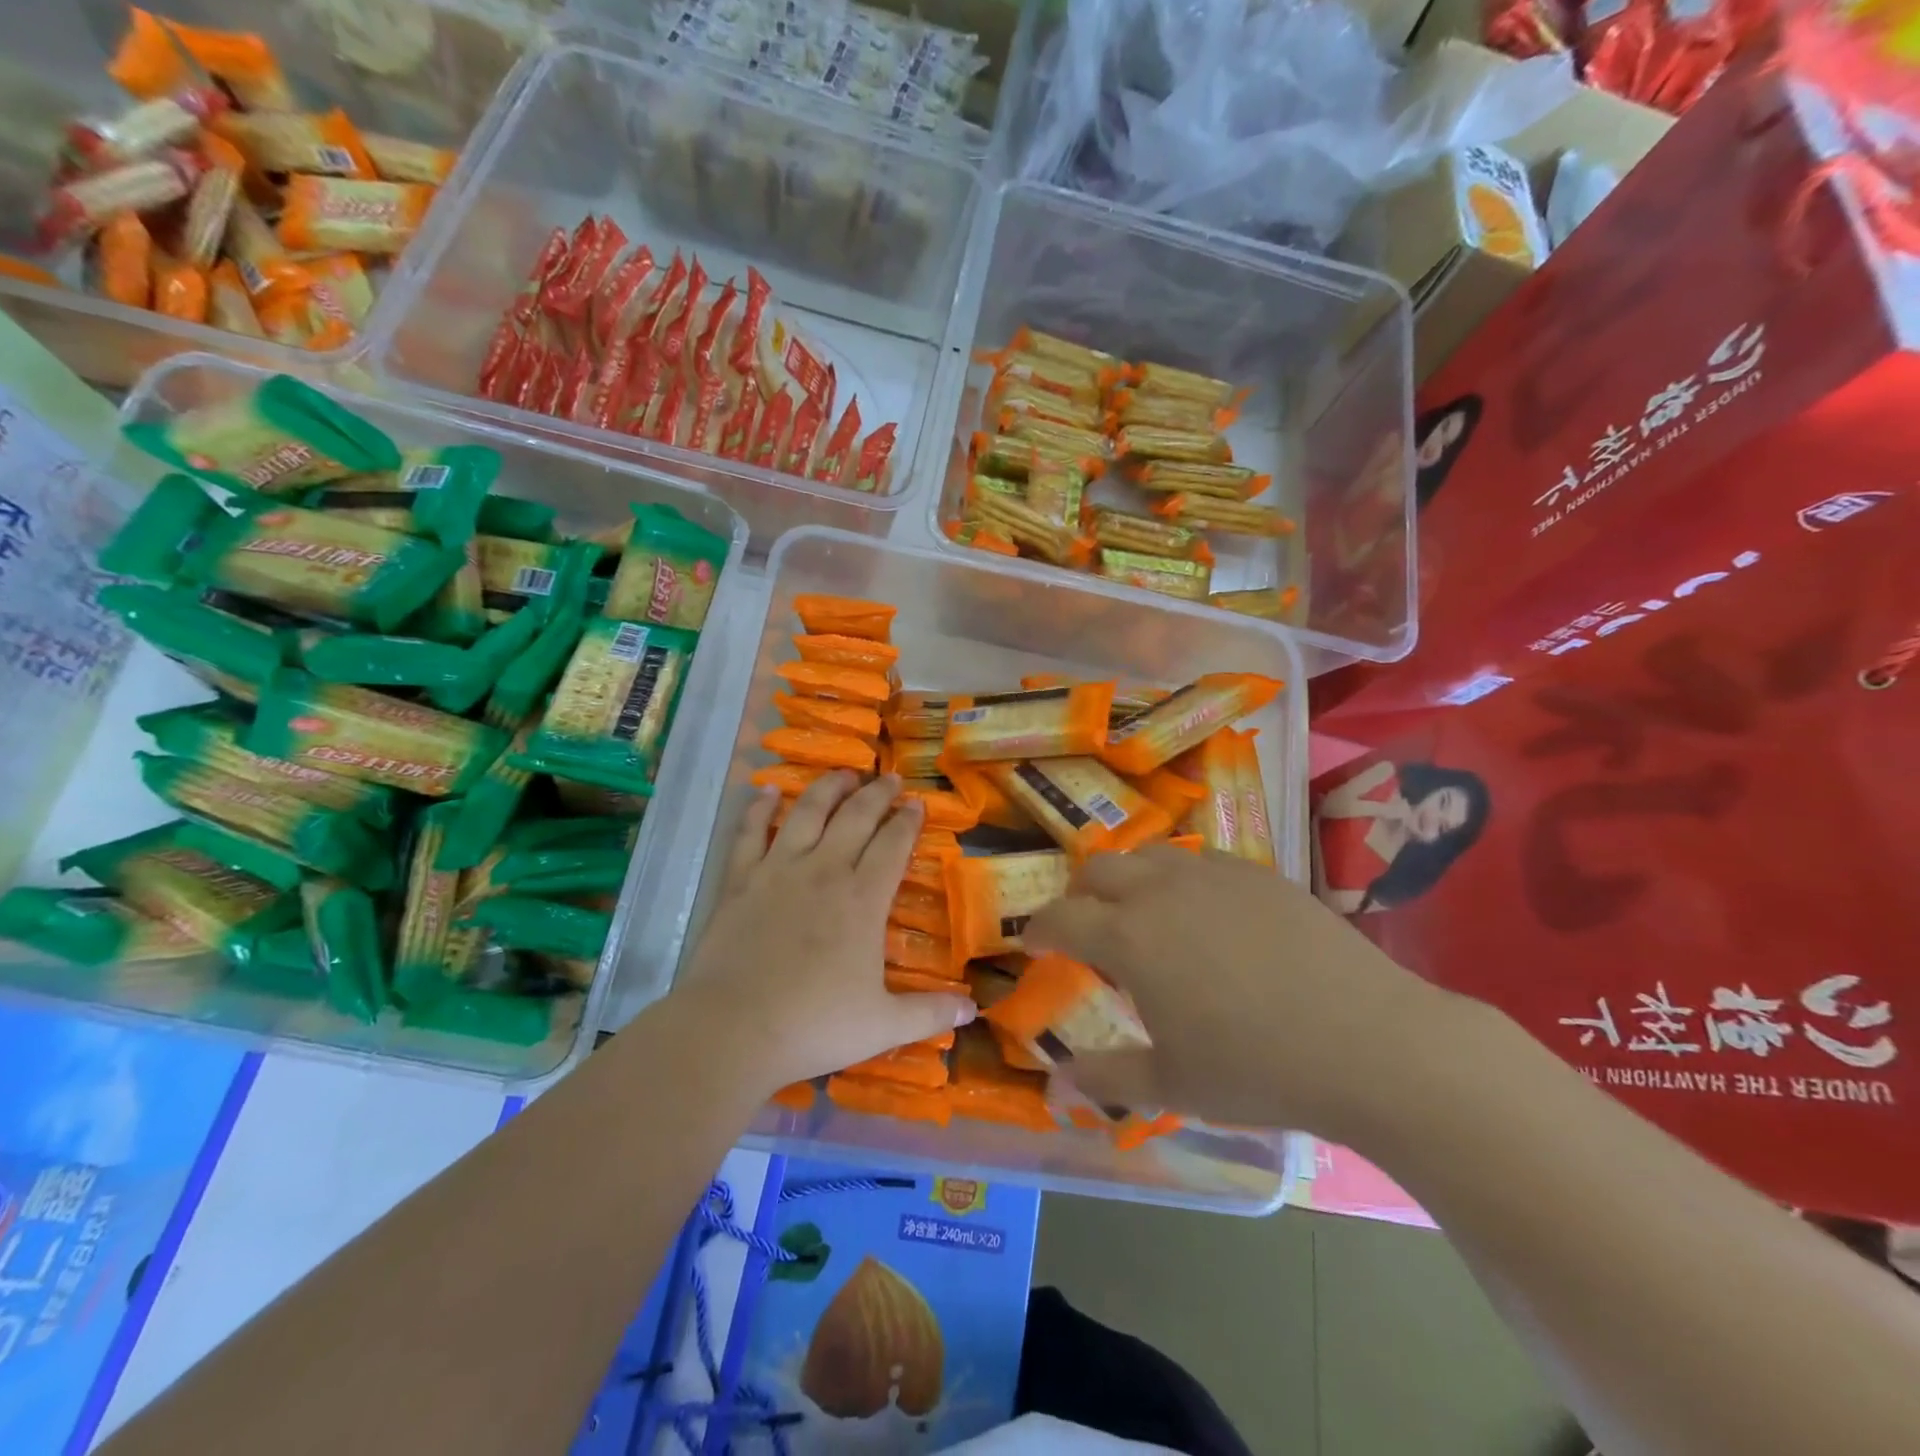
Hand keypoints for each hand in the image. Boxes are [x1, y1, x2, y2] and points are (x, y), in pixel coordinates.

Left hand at [676, 771, 974, 1093]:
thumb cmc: (813, 1025)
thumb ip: (931, 1012)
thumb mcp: (883, 1025)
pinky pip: (750, 833)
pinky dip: (759, 808)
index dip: (908, 821)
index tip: (917, 804)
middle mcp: (824, 871)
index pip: (893, 845)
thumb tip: (973, 1007)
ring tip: (843, 775)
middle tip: (891, 778)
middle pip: (856, 817)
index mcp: (863, 900)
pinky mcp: (740, 880)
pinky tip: (765, 791)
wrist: (732, 1030)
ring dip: (828, 788)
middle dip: (877, 794)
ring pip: (807, 812)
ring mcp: (778, 871)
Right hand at [1023, 845, 1454, 1140]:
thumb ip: (1107, 1079)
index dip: (1039, 929)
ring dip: (1127, 878)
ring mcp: (1212, 874)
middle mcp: (1160, 890)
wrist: (1369, 1042)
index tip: (1033, 943)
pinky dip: (1179, 877)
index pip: (1061, 917)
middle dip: (1078, 894)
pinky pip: (1200, 859)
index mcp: (1128, 937)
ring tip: (1140, 912)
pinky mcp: (1258, 872)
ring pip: (1149, 854)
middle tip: (1083, 926)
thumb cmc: (1258, 1069)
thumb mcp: (1173, 1086)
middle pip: (1098, 870)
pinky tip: (1202, 911)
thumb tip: (1055, 1083)